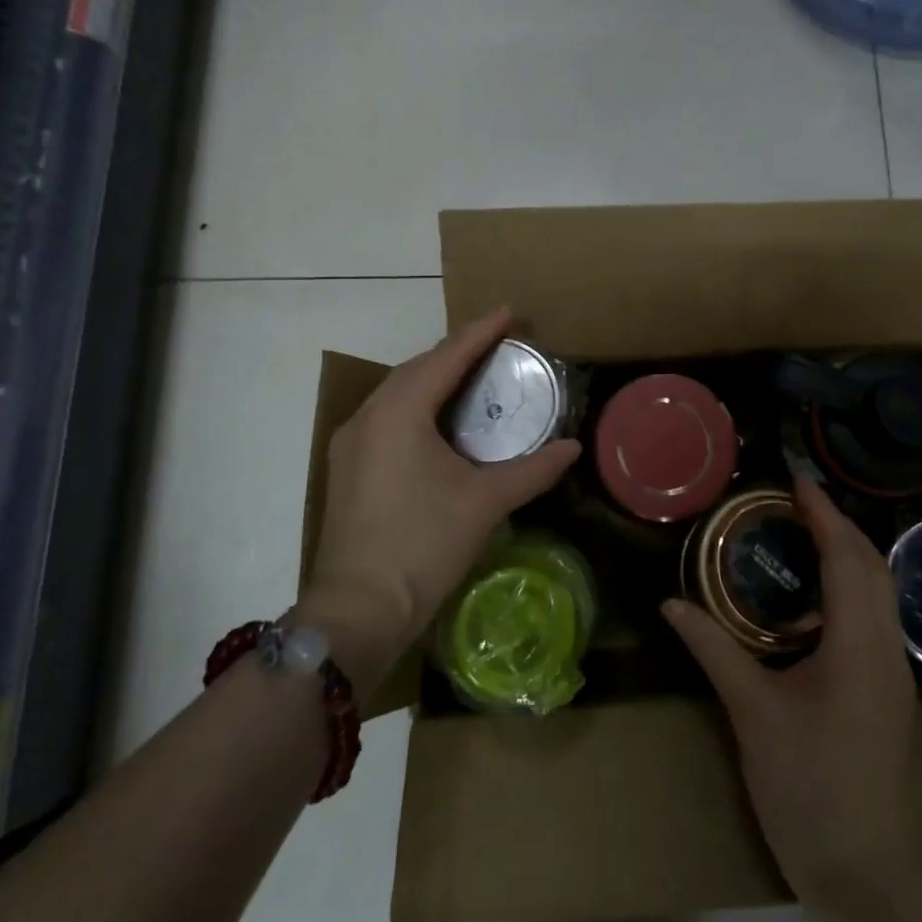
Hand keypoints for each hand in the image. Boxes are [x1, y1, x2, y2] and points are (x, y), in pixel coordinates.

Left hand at [299, 308, 580, 697]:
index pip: (447, 357)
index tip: (510, 311)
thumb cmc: (423, 545)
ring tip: (473, 374)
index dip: (481, 332)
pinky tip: (439, 419)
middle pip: (418, 367)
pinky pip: (387, 416)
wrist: (358, 610)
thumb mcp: (485, 502)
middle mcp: (369, 415)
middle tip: (498, 344)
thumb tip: (573, 448)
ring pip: (398, 391)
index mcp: (400, 412)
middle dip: (458, 351)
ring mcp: (351, 442)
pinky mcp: (348, 466)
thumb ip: (533, 469)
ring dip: (435, 377)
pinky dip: (417, 404)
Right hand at [662, 476, 919, 907]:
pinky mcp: (889, 694)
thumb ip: (713, 648)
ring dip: (848, 555)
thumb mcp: (751, 712)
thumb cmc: (807, 787)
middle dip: (839, 526)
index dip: (824, 514)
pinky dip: (851, 588)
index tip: (797, 481)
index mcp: (859, 644)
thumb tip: (670, 603)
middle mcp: (887, 648)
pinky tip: (815, 599)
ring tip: (804, 536)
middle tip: (795, 503)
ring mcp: (894, 674)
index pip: (847, 558)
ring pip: (880, 593)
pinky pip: (875, 618)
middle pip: (873, 567)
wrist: (864, 876)